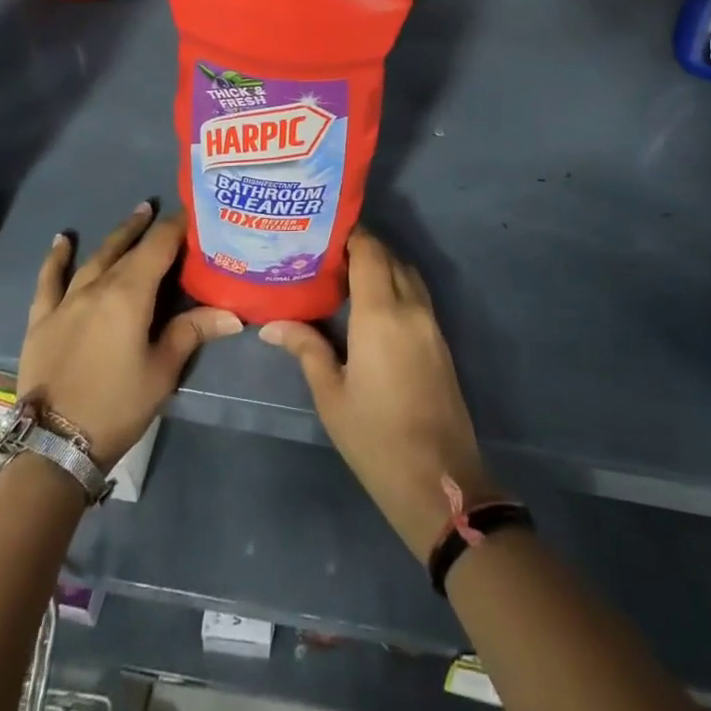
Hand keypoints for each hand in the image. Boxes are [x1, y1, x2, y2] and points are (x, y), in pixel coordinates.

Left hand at [17, 204, 242, 465]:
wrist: (53, 446)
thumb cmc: (116, 406)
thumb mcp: (163, 371)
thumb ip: (192, 332)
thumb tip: (234, 314)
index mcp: (130, 294)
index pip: (158, 247)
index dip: (177, 228)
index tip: (194, 214)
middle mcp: (97, 287)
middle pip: (127, 248)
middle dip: (148, 228)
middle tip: (163, 209)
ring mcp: (66, 301)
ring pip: (95, 258)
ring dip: (116, 236)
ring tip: (134, 216)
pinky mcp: (42, 320)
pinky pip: (49, 280)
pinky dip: (56, 258)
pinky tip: (62, 240)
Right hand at [260, 229, 497, 556]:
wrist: (439, 480)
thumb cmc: (375, 438)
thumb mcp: (331, 395)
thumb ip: (306, 349)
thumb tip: (271, 324)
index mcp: (381, 314)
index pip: (369, 251)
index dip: (349, 233)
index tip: (320, 230)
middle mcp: (410, 307)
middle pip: (389, 257)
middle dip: (361, 246)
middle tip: (324, 251)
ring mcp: (430, 323)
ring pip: (406, 273)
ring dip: (381, 263)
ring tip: (344, 271)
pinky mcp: (439, 340)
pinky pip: (416, 293)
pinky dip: (395, 283)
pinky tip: (370, 300)